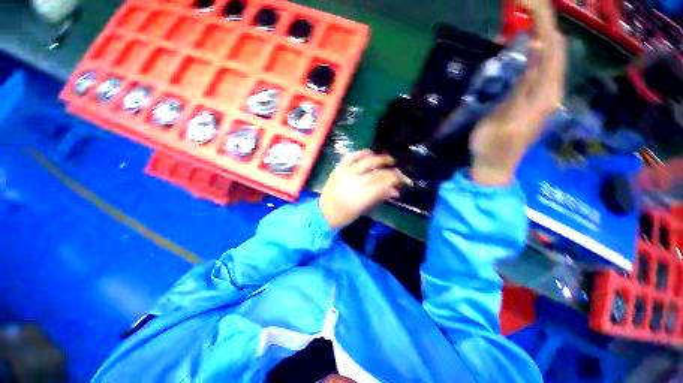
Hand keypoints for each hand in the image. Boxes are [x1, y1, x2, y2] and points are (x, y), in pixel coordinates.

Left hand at [320, 150, 411, 228]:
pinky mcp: (338, 168)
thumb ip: (380, 197)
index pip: (385, 182)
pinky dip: (361, 153)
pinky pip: (351, 156)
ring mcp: (346, 173)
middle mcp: (355, 181)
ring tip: (387, 160)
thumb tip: (396, 191)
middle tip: (397, 170)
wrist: (324, 212)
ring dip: (380, 158)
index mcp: (363, 195)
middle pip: (378, 171)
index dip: (396, 179)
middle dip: (391, 170)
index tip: (403, 179)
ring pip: (367, 161)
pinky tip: (369, 153)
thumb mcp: (364, 209)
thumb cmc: (345, 215)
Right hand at [469, 0, 565, 185]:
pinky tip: (526, 45)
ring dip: (538, 36)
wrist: (494, 167)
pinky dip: (532, 53)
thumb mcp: (505, 120)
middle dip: (543, 24)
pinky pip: (538, 68)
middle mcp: (550, 90)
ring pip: (547, 57)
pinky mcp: (531, 98)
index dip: (543, 24)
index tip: (528, 4)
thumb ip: (522, 90)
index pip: (552, 50)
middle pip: (554, 49)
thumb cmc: (493, 148)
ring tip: (526, 18)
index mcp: (545, 95)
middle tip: (525, 5)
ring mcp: (542, 94)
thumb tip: (535, 56)